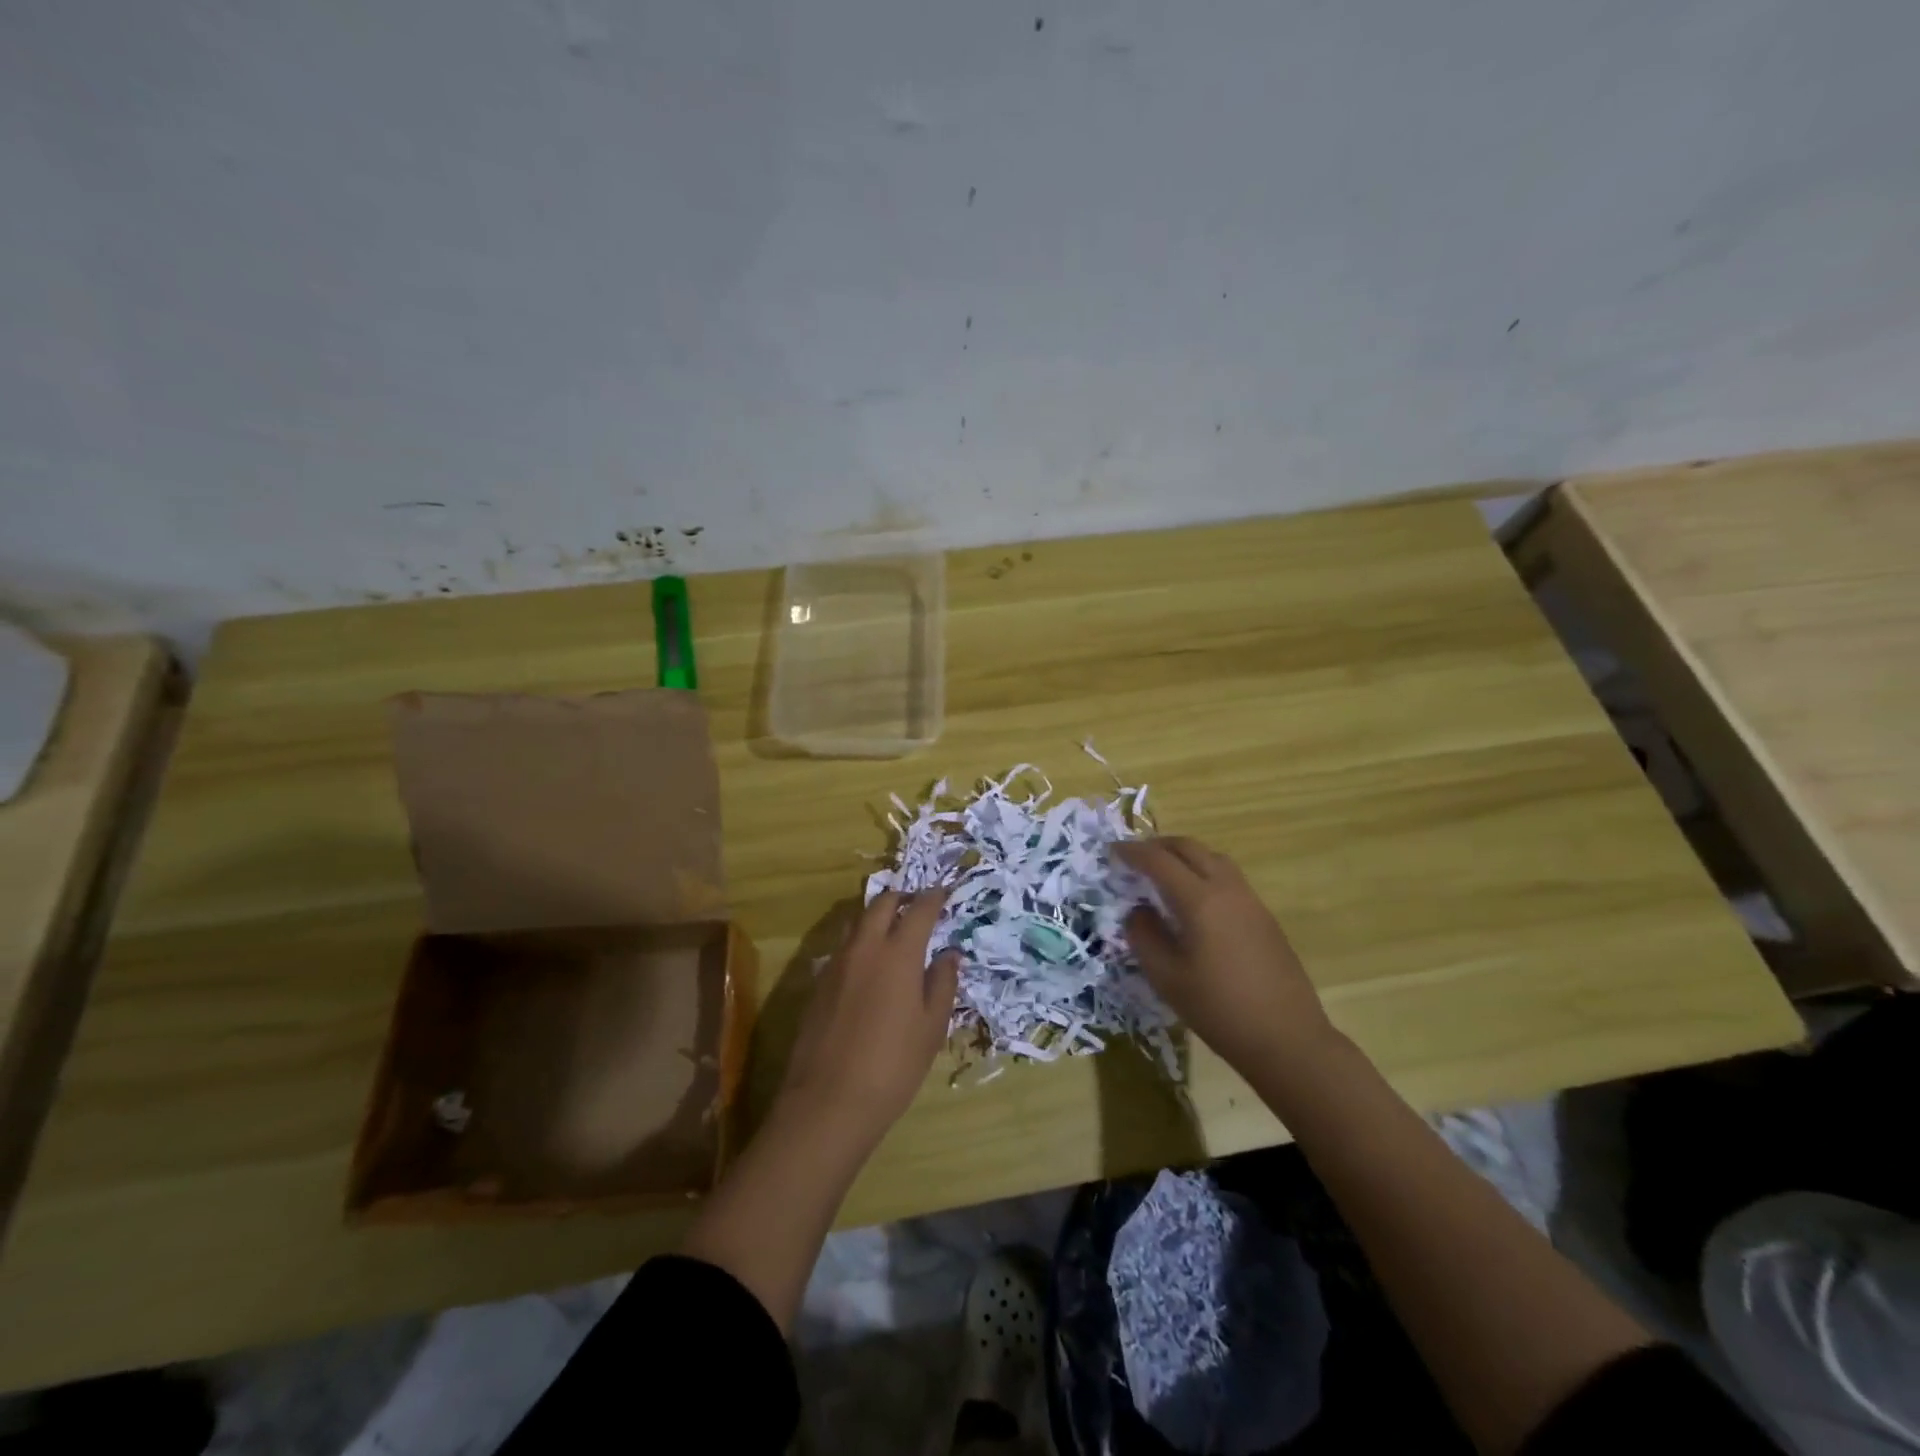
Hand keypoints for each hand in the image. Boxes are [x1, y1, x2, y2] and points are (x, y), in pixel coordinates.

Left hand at [776, 891, 958, 1149]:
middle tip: (919, 907)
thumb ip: (943, 983)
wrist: (828, 1101)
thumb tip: (949, 954)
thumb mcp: (932, 1028)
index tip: (944, 892)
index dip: (934, 897)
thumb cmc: (893, 1065)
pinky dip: (861, 942)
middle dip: (902, 898)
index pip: (919, 909)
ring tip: (895, 932)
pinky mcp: (818, 982)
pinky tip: (870, 966)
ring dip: (878, 917)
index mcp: (898, 953)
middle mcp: (865, 947)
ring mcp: (836, 963)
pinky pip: (844, 947)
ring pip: (858, 922)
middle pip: (882, 904)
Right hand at [1117, 837, 1336, 1074]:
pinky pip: (1228, 877)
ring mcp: (1251, 901)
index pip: (1159, 861)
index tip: (1112, 851)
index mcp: (1200, 900)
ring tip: (1163, 872)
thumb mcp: (1167, 977)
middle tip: (1135, 856)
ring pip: (1213, 858)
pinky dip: (1203, 872)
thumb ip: (1144, 936)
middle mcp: (1227, 889)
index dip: (1132, 852)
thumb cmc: (1219, 1009)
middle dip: (1158, 845)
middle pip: (1190, 848)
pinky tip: (1193, 899)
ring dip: (1184, 855)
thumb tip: (1138, 910)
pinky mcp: (1264, 917)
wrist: (1287, 1038)